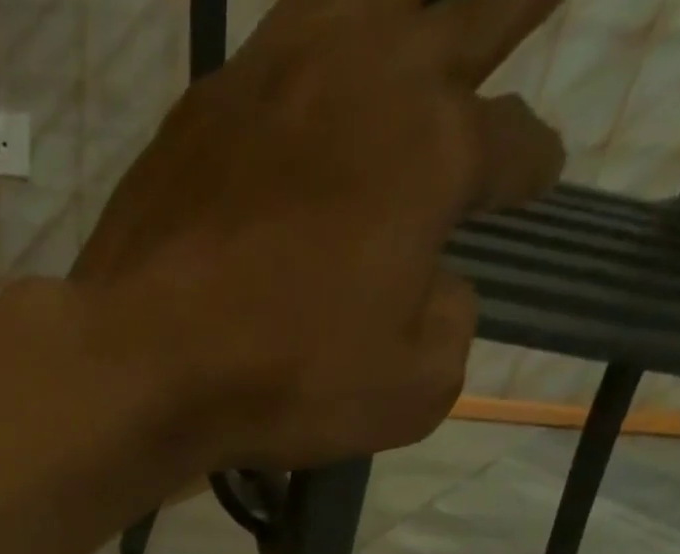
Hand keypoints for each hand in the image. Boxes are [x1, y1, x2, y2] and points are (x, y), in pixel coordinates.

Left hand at [74, 0, 564, 473]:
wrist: (142, 362)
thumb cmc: (285, 379)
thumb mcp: (408, 390)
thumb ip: (449, 328)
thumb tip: (435, 290)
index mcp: (433, 147)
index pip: (510, 142)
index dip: (531, 163)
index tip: (537, 177)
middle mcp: (362, 77)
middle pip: (460, 19)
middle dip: (509, 12)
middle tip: (535, 0)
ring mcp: (270, 78)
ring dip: (402, 6)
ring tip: (411, 20)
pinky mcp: (198, 109)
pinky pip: (270, 50)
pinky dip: (305, 50)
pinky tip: (307, 64)